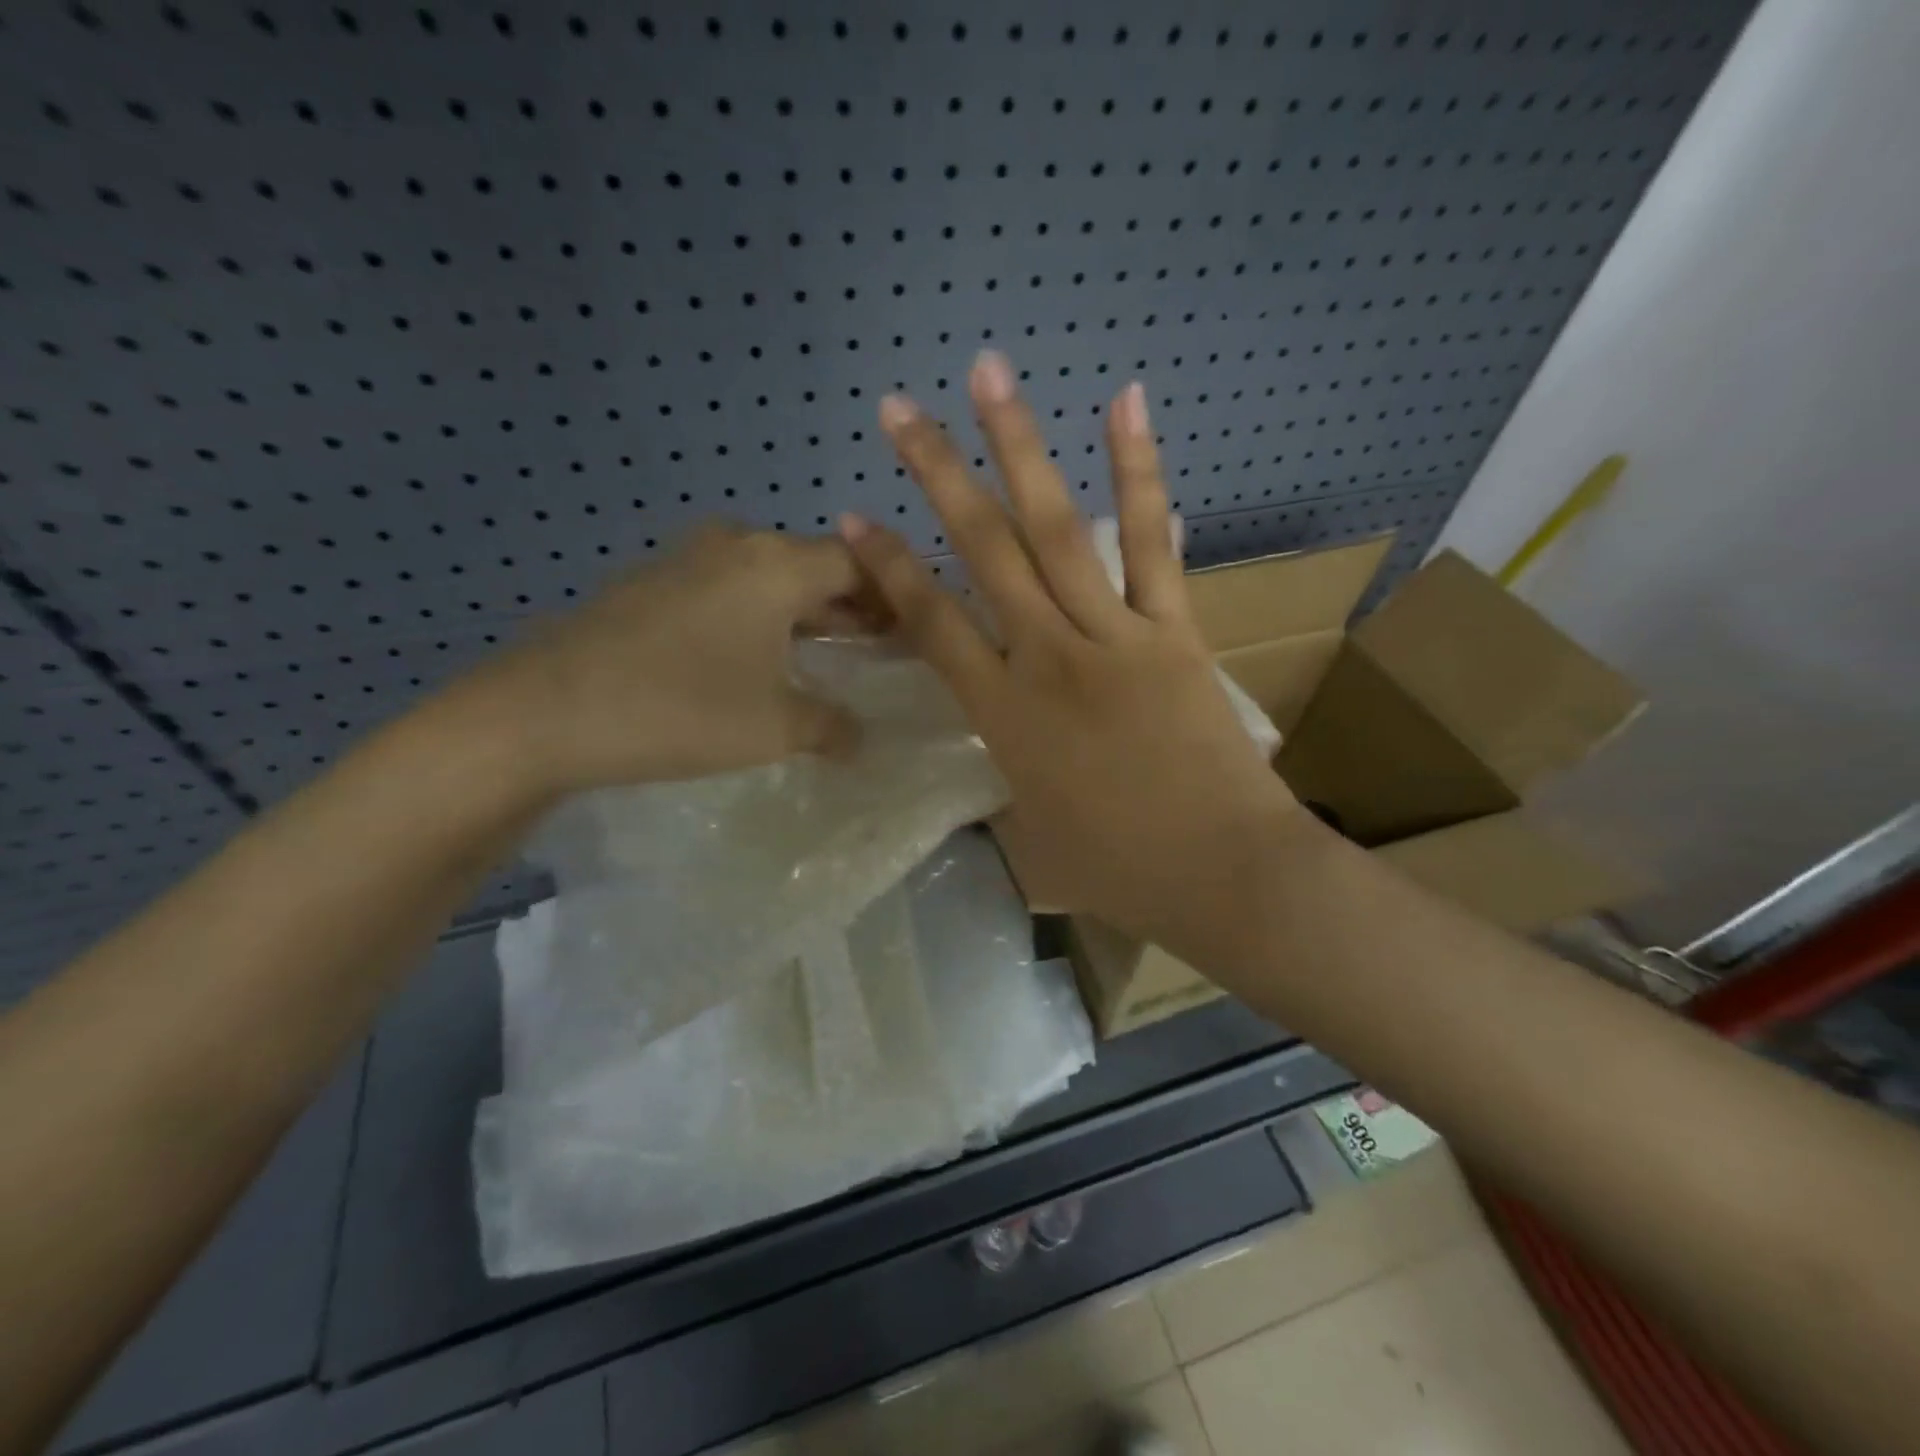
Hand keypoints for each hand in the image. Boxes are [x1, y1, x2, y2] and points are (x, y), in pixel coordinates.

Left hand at [449, 524, 865, 797]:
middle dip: (852, 603)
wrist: (544, 712)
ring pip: (768, 577)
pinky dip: (758, 616)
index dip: (893, 595)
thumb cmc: (681, 709)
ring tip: (828, 652)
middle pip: (814, 565)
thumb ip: (833, 727)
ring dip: (804, 610)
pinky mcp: (649, 585)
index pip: (859, 562)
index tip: (915, 630)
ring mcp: (685, 560)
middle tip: (881, 644)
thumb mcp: (777, 727)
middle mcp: (736, 545)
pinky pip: (726, 590)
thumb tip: (863, 738)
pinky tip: (755, 657)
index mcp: (777, 564)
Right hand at [840, 351, 1303, 946]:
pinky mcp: (1175, 629)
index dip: (887, 568)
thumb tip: (989, 752)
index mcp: (1005, 715)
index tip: (852, 517)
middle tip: (899, 408)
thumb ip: (999, 783)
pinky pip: (1153, 542)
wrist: (1226, 874)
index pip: (930, 623)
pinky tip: (1125, 403)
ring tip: (990, 375)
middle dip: (937, 475)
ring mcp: (1116, 635)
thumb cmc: (1120, 869)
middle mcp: (1050, 657)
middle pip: (984, 551)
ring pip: (1058, 528)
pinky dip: (1140, 472)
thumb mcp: (1032, 836)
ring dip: (1019, 448)